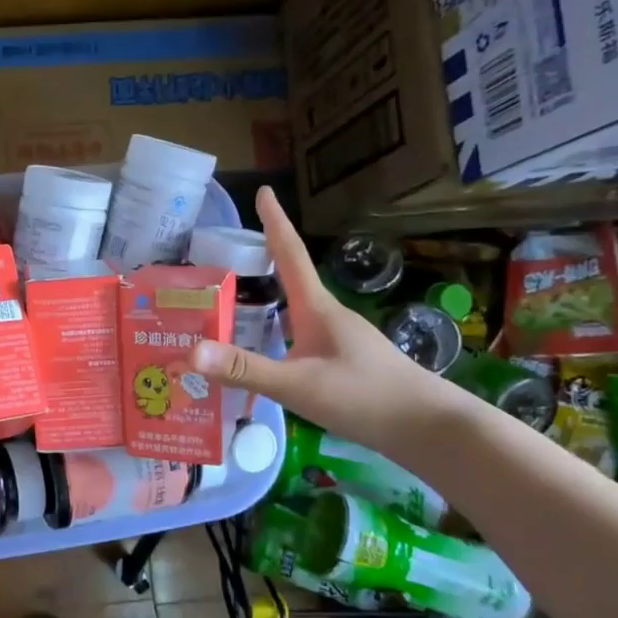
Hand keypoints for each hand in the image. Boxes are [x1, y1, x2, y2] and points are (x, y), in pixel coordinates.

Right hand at [191, 186, 453, 456]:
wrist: (428, 427)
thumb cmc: (364, 397)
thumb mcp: (297, 385)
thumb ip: (244, 369)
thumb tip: (189, 351)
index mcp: (316, 308)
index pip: (290, 254)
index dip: (274, 221)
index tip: (262, 190)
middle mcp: (327, 316)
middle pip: (288, 279)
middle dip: (259, 263)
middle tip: (222, 258)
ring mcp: (338, 339)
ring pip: (293, 311)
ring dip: (265, 302)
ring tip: (230, 306)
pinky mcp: (342, 361)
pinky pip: (299, 336)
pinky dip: (275, 333)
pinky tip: (263, 354)